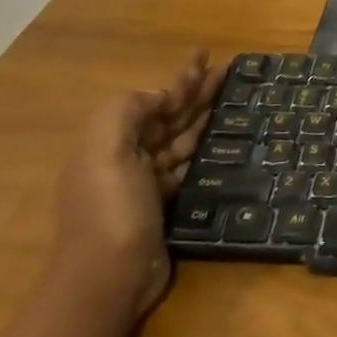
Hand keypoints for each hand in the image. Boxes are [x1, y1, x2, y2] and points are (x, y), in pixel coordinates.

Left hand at [50, 50, 224, 323]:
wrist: (109, 279)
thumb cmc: (110, 211)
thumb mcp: (105, 153)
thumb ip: (124, 113)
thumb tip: (159, 97)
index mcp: (110, 142)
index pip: (150, 101)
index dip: (178, 79)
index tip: (207, 58)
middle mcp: (127, 158)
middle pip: (167, 117)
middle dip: (194, 92)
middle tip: (227, 72)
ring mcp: (145, 184)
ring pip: (179, 140)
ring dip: (201, 117)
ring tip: (230, 100)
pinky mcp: (164, 206)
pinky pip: (187, 167)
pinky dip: (202, 151)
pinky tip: (221, 142)